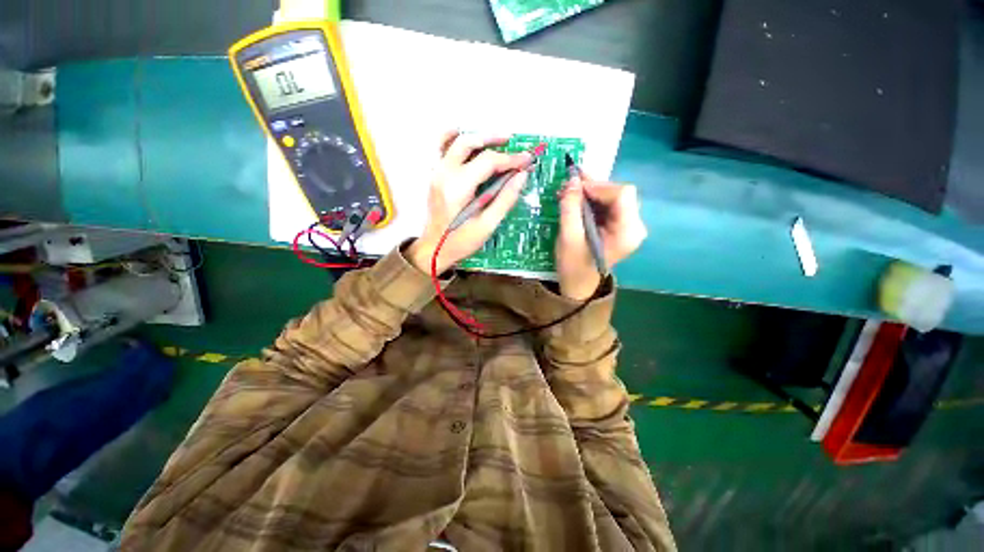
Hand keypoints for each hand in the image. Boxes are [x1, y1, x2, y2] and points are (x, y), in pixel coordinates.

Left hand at [408, 131, 531, 273]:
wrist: (433, 249)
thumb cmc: (460, 242)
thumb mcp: (487, 225)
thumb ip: (505, 199)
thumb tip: (522, 175)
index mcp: (458, 188)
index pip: (488, 161)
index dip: (510, 158)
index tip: (527, 159)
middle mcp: (444, 174)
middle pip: (469, 143)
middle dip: (494, 140)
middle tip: (513, 143)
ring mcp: (436, 173)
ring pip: (455, 141)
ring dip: (477, 137)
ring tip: (496, 140)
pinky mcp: (434, 176)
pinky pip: (442, 148)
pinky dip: (455, 139)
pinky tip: (468, 141)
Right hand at [556, 174, 646, 299]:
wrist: (579, 284)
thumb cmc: (573, 265)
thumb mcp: (568, 237)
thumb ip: (570, 208)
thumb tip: (572, 179)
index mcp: (628, 232)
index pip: (622, 195)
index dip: (598, 186)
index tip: (575, 187)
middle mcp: (635, 226)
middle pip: (619, 193)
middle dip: (593, 188)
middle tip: (569, 186)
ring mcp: (629, 225)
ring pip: (613, 196)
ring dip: (591, 193)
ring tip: (569, 193)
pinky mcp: (621, 225)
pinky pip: (609, 204)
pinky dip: (592, 200)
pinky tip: (577, 201)